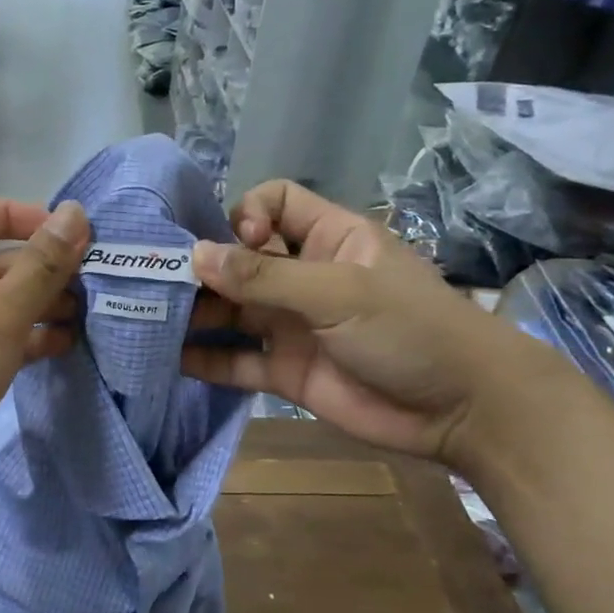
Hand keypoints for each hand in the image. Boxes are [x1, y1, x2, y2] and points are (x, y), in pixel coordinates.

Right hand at [182, 181, 560, 466]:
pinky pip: (239, 361)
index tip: (236, 244)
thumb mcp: (339, 292)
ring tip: (153, 320)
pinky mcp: (287, 371)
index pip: (274, 203)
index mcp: (329, 238)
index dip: (245, 215)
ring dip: (197, 315)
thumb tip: (196, 256)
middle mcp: (304, 277)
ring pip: (234, 312)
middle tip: (162, 285)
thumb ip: (266, 277)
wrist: (460, 409)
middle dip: (204, 270)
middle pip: (241, 261)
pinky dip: (209, 361)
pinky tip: (173, 360)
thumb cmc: (409, 329)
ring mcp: (293, 326)